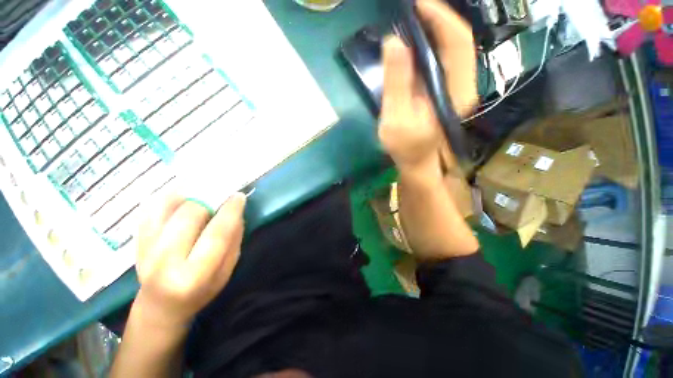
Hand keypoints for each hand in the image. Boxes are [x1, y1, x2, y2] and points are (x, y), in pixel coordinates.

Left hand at [134, 193, 245, 328]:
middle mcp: (166, 261)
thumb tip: (236, 213)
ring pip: (166, 208)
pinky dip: (168, 198)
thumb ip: (233, 242)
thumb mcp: (226, 272)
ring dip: (189, 196)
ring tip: (202, 195)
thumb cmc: (200, 291)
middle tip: (220, 197)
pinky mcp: (136, 242)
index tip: (238, 196)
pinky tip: (182, 197)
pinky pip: (151, 210)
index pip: (217, 234)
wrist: (160, 306)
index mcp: (195, 275)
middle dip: (208, 200)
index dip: (230, 211)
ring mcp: (146, 250)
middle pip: (189, 216)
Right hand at [379, 0, 476, 171]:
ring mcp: (455, 86)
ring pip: (451, 46)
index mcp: (456, 92)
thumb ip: (396, 83)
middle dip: (437, 18)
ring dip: (433, 28)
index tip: (417, 4)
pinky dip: (429, 43)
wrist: (416, 160)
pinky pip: (442, 57)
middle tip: (411, 9)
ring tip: (411, 19)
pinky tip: (413, 41)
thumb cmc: (405, 146)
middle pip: (458, 40)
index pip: (458, 43)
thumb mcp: (396, 118)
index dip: (440, 18)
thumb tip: (394, 42)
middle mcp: (463, 85)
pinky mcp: (445, 88)